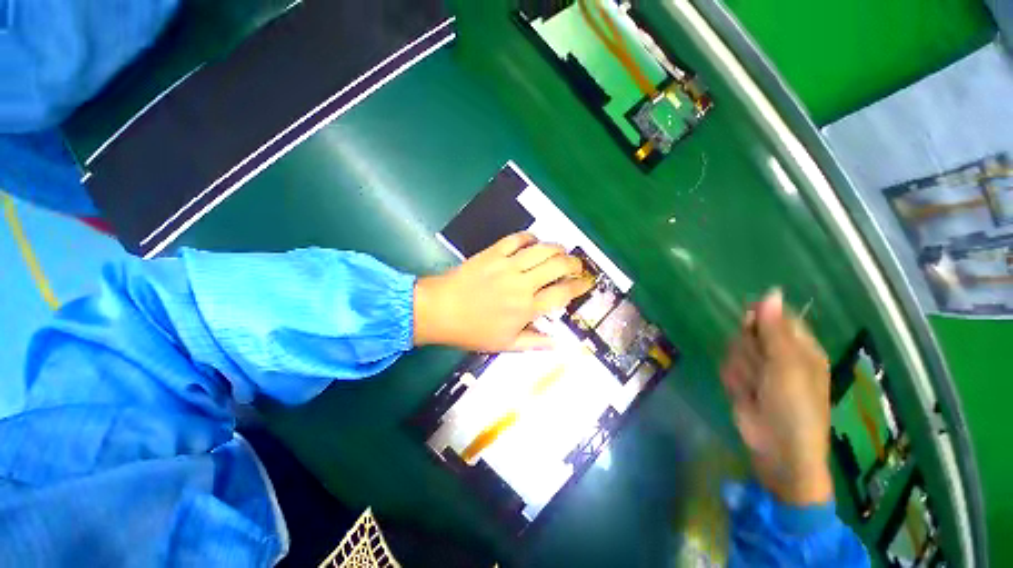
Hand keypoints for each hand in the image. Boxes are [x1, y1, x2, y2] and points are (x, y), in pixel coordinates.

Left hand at [414, 233, 594, 351]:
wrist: (439, 310)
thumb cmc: (472, 330)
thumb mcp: (505, 344)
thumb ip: (534, 342)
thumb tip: (559, 343)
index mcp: (526, 308)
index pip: (562, 293)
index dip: (580, 286)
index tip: (587, 283)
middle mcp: (522, 284)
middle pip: (558, 266)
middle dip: (574, 263)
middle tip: (577, 266)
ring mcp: (507, 265)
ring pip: (542, 249)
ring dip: (557, 248)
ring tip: (562, 251)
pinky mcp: (493, 252)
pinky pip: (516, 238)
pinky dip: (529, 237)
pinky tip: (534, 241)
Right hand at [720, 290, 833, 504]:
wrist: (776, 448)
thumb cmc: (794, 405)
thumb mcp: (786, 364)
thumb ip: (774, 329)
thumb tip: (770, 293)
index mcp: (801, 348)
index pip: (778, 317)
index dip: (763, 318)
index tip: (751, 323)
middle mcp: (778, 355)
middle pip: (751, 332)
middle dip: (749, 349)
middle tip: (760, 367)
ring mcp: (758, 369)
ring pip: (735, 349)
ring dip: (741, 368)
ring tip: (755, 388)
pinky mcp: (740, 381)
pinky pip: (727, 368)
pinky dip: (733, 381)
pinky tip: (744, 396)